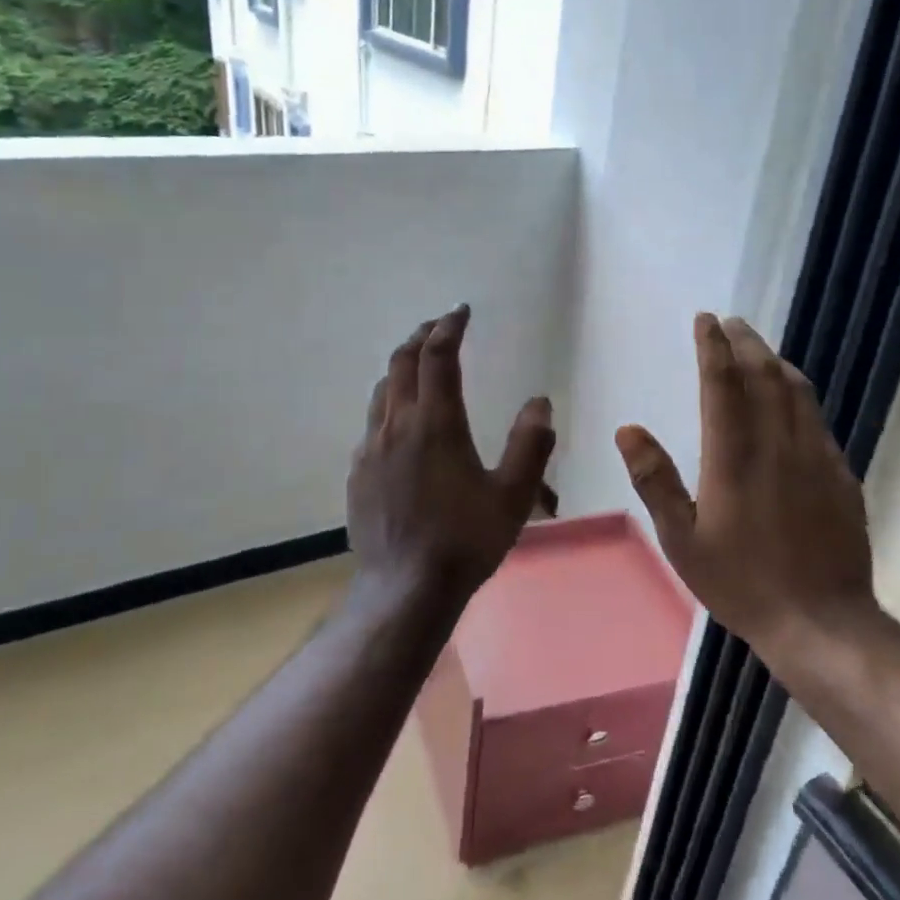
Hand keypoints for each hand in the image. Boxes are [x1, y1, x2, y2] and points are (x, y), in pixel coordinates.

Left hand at [348, 305, 556, 600]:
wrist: (405, 588)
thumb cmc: (465, 540)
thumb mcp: (514, 494)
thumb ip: (531, 444)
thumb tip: (540, 402)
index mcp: (436, 423)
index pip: (438, 356)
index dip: (449, 327)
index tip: (461, 312)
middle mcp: (397, 425)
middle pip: (402, 362)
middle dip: (422, 337)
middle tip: (440, 327)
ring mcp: (371, 448)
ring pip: (382, 390)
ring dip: (401, 367)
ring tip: (419, 364)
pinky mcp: (358, 473)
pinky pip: (372, 422)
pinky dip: (389, 402)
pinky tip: (400, 422)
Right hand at [615, 313, 877, 657]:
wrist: (822, 621)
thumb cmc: (741, 583)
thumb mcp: (682, 540)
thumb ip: (655, 481)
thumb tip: (628, 429)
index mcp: (733, 457)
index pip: (722, 383)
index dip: (713, 346)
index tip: (706, 320)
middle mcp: (777, 444)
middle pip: (763, 375)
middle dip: (746, 342)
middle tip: (732, 323)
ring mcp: (815, 457)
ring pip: (797, 391)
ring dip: (775, 362)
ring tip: (760, 349)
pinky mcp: (840, 475)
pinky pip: (817, 419)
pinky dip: (799, 395)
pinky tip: (794, 400)